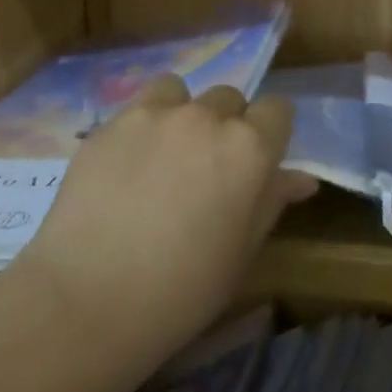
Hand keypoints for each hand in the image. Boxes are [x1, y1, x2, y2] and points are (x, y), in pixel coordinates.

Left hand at [16, 76, 316, 351]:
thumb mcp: (242, 250)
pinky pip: (138, 108)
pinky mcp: (109, 124)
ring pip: (181, 92)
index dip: (271, 133)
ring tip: (166, 155)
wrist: (90, 299)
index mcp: (250, 148)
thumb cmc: (184, 288)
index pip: (277, 109)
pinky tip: (127, 166)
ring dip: (183, 114)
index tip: (259, 161)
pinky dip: (143, 126)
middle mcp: (206, 118)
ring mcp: (153, 115)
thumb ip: (271, 201)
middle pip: (230, 98)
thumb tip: (301, 179)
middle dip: (227, 125)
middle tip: (208, 169)